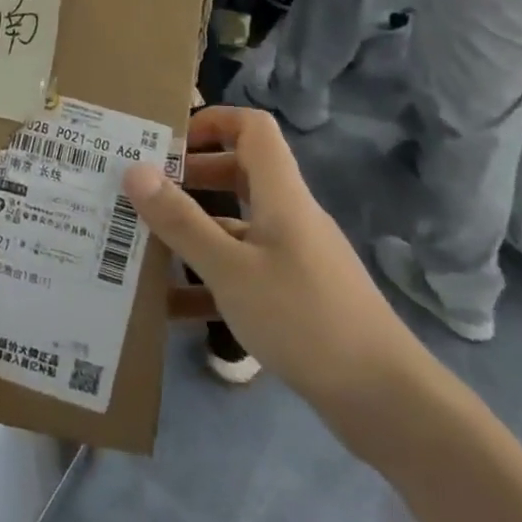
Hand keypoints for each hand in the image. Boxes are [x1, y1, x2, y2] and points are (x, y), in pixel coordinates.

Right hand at [122, 108, 419, 430]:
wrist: (386, 401)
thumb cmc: (304, 318)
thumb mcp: (230, 270)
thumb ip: (181, 221)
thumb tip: (135, 169)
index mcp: (281, 193)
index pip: (253, 127)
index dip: (213, 120)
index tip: (169, 141)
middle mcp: (289, 215)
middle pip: (240, 173)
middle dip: (191, 178)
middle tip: (145, 193)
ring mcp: (295, 257)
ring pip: (238, 227)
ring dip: (195, 233)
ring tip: (145, 247)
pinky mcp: (297, 295)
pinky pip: (245, 272)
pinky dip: (211, 281)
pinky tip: (173, 309)